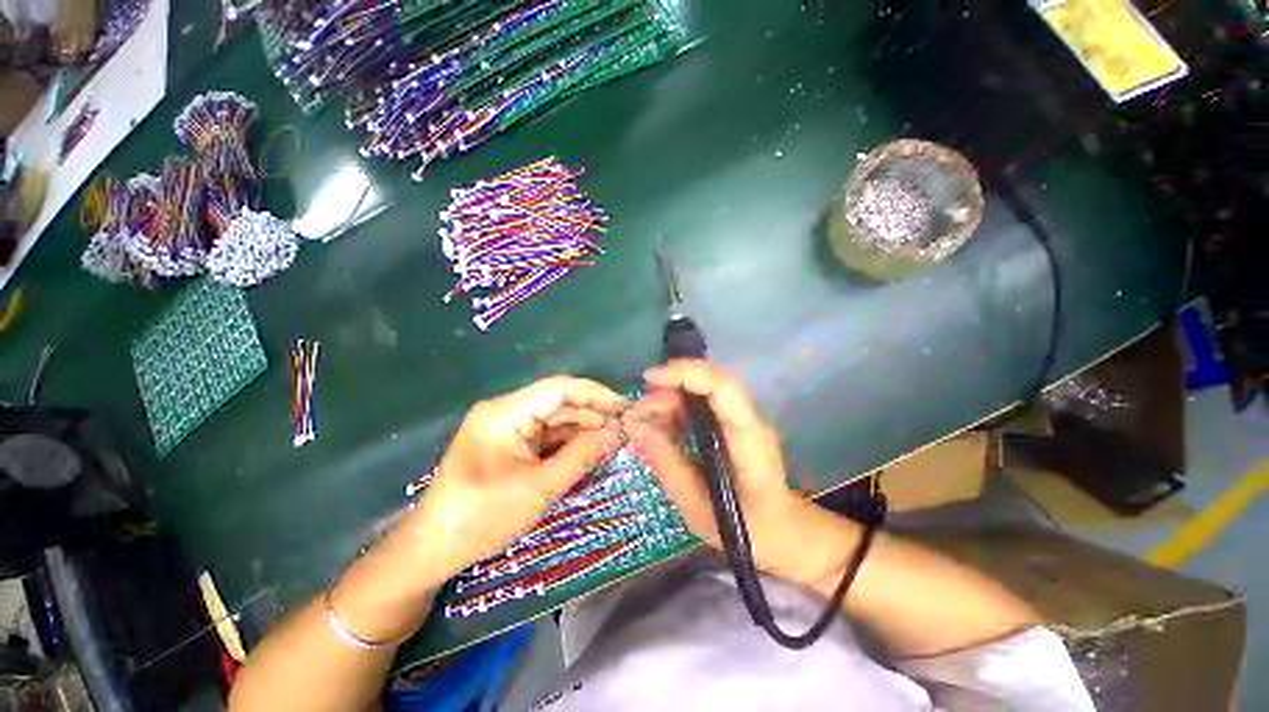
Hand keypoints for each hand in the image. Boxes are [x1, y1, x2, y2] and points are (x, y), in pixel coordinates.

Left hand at [402, 376, 624, 583]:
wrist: (432, 548)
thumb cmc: (482, 518)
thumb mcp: (539, 488)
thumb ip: (580, 457)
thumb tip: (616, 434)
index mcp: (505, 413)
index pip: (558, 389)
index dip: (594, 393)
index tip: (623, 406)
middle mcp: (504, 411)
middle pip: (557, 402)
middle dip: (590, 414)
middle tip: (622, 429)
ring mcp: (505, 427)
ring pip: (553, 419)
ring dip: (581, 428)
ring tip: (611, 440)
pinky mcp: (507, 443)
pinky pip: (544, 435)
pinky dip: (566, 442)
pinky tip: (587, 449)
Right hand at [624, 360, 842, 582]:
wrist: (786, 534)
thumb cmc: (749, 529)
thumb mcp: (699, 507)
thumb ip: (667, 464)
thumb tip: (636, 428)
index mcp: (747, 437)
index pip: (721, 387)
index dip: (685, 374)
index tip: (650, 378)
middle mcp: (746, 419)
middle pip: (705, 385)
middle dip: (665, 391)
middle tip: (635, 415)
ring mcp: (739, 421)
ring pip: (698, 394)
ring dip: (665, 403)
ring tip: (638, 425)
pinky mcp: (730, 427)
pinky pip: (698, 410)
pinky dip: (672, 415)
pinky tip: (653, 432)